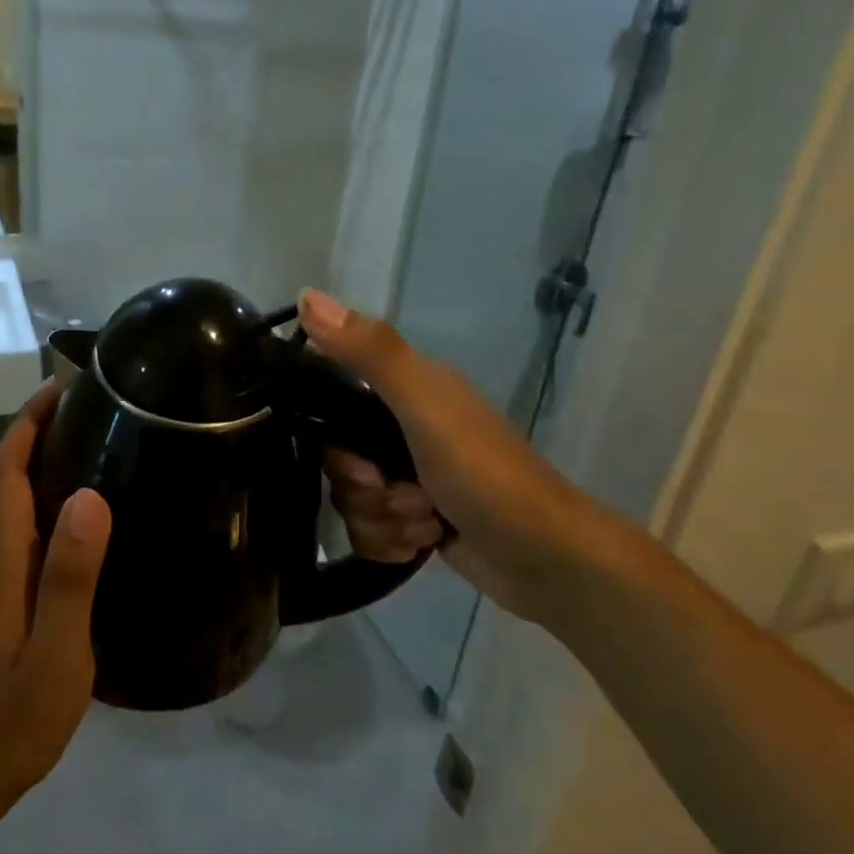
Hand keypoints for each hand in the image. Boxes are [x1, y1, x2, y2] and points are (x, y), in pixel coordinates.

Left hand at [0, 381, 111, 808]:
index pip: (3, 470)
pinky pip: (15, 526)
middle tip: (90, 406)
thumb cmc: (8, 723)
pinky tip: (76, 511)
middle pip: (0, 475)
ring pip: (4, 499)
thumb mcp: (54, 654)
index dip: (28, 422)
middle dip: (34, 430)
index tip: (62, 387)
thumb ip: (70, 576)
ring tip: (91, 442)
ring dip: (35, 459)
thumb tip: (87, 495)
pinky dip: (38, 496)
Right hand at [304, 288, 617, 622]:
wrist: (547, 558)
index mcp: (409, 393)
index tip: (363, 466)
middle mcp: (405, 431)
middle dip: (366, 492)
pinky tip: (426, 543)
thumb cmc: (487, 475)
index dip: (335, 443)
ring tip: (428, 523)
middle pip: (340, 464)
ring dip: (386, 521)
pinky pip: (371, 533)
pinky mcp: (416, 521)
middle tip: (405, 496)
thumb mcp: (426, 406)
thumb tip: (306, 295)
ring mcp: (411, 479)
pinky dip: (394, 544)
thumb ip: (371, 352)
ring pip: (353, 503)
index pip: (333, 408)